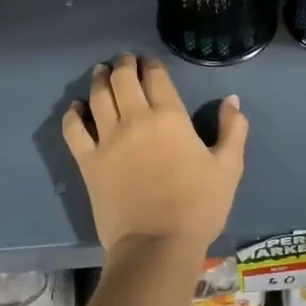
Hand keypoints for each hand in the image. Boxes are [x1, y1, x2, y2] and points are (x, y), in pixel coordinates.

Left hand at [61, 54, 248, 254]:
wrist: (157, 245)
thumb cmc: (198, 206)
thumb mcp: (228, 168)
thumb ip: (233, 130)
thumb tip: (232, 100)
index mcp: (170, 116)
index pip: (156, 77)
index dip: (151, 64)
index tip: (149, 62)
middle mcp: (135, 119)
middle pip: (123, 79)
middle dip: (123, 64)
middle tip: (124, 60)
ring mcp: (108, 140)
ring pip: (98, 97)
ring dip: (99, 80)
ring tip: (100, 73)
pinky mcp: (88, 163)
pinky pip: (74, 131)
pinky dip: (72, 115)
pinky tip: (75, 108)